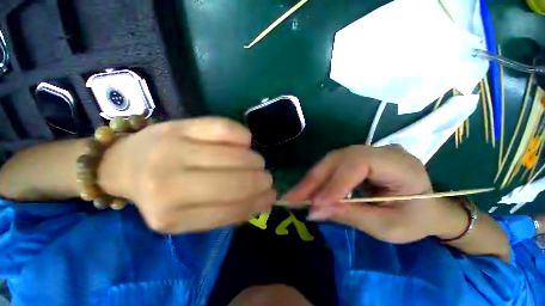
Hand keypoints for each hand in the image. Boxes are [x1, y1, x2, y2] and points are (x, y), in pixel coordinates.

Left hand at [98, 117, 275, 233]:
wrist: (126, 162)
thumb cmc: (163, 192)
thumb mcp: (191, 213)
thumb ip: (227, 212)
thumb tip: (265, 203)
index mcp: (171, 217)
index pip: (228, 211)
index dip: (256, 203)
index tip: (270, 195)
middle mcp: (169, 185)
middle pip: (233, 182)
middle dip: (259, 180)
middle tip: (266, 178)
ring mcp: (173, 150)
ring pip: (233, 155)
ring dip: (254, 160)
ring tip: (257, 162)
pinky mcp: (180, 126)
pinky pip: (224, 129)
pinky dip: (242, 136)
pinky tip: (244, 142)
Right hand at [284, 145, 464, 243]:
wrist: (427, 208)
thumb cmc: (415, 220)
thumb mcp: (388, 227)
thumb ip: (351, 215)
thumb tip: (315, 211)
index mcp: (401, 165)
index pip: (360, 164)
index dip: (336, 183)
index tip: (316, 204)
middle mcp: (381, 151)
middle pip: (339, 159)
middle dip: (314, 181)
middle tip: (292, 198)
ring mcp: (366, 152)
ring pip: (331, 161)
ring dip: (311, 180)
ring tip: (295, 195)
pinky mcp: (355, 158)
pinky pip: (331, 166)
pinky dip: (317, 179)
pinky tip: (307, 190)